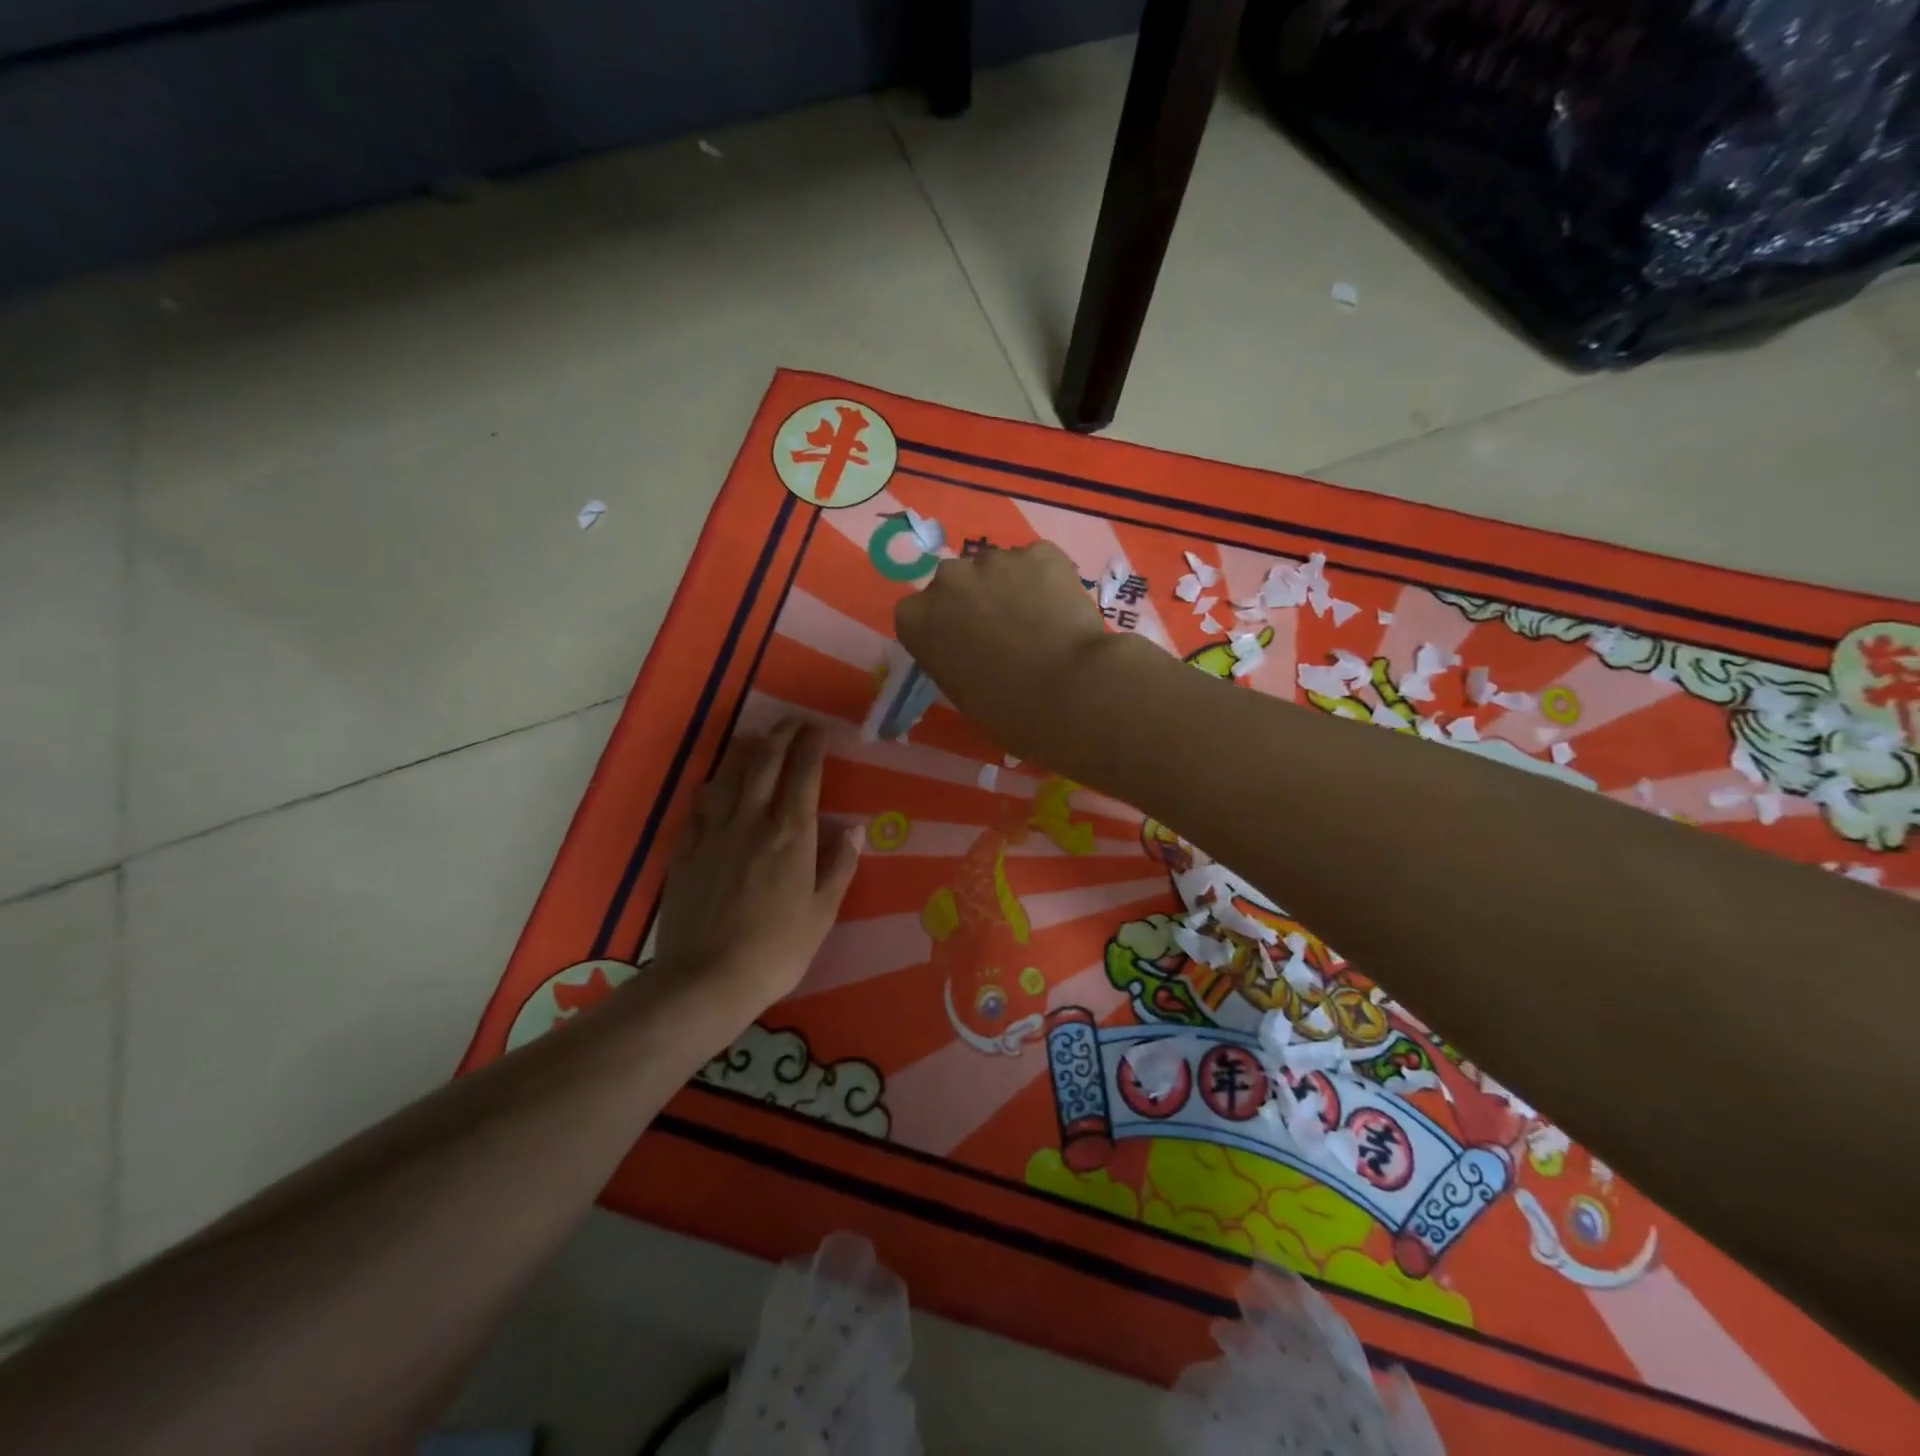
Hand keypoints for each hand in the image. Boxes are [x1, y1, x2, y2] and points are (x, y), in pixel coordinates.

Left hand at [654, 719, 861, 1034]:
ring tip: (753, 744)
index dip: (812, 745)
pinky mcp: (684, 852)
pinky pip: (698, 808)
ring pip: (726, 778)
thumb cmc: (777, 950)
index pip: (803, 774)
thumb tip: (856, 829)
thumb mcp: (823, 913)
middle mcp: (751, 822)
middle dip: (779, 735)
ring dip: (742, 754)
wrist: (707, 980)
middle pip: (763, 763)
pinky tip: (714, 792)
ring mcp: (713, 834)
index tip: (820, 728)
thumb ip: (840, 866)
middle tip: (791, 721)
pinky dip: (711, 791)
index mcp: (790, 835)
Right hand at [894, 542, 1116, 758]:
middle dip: (974, 600)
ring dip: (1010, 587)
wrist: (1068, 692)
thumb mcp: (960, 691)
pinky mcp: (1039, 552)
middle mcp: (947, 579)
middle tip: (1004, 631)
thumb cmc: (1008, 710)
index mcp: (916, 618)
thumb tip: (973, 648)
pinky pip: (1038, 562)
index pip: (919, 613)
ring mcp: (994, 560)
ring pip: (998, 568)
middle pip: (956, 582)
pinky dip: (1047, 579)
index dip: (944, 627)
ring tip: (1039, 620)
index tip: (964, 646)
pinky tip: (1062, 609)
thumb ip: (953, 657)